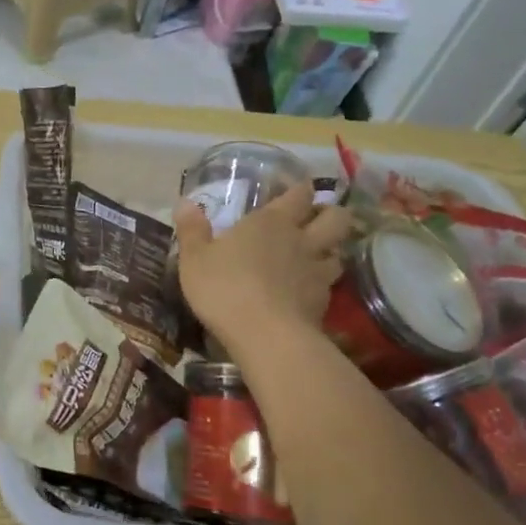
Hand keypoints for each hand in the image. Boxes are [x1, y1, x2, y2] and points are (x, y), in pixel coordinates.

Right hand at [173, 189, 352, 355]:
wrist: (264, 335)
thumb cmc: (224, 288)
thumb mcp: (194, 259)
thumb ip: (192, 230)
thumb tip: (185, 202)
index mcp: (271, 222)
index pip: (299, 195)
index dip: (301, 189)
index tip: (300, 189)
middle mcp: (301, 240)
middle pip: (336, 218)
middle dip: (331, 214)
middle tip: (318, 219)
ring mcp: (317, 272)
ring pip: (339, 251)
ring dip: (332, 250)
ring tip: (319, 255)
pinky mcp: (323, 302)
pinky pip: (330, 285)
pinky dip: (323, 284)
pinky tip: (309, 291)